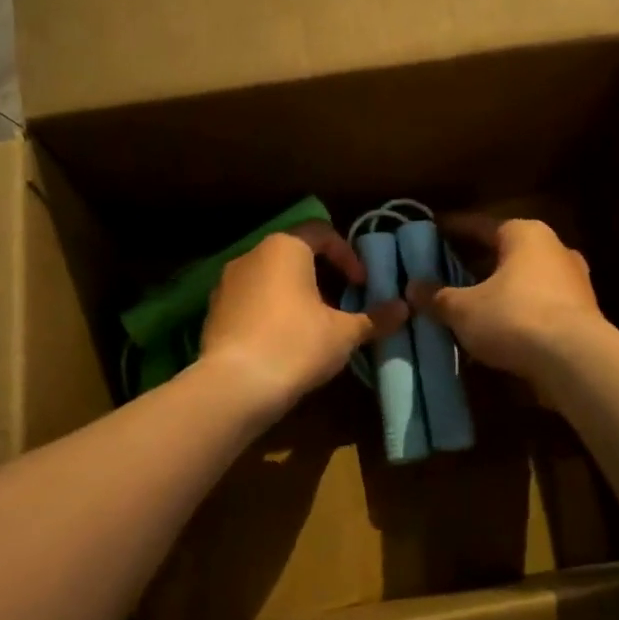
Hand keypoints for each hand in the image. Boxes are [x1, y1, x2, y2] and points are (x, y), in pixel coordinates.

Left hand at [200, 223, 406, 420]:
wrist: (234, 387)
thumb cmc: (296, 345)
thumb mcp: (344, 333)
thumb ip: (375, 318)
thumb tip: (405, 308)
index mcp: (285, 247)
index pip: (322, 232)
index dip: (347, 255)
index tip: (362, 285)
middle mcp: (251, 255)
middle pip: (295, 254)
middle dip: (322, 276)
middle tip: (342, 304)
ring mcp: (226, 283)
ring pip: (271, 278)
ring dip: (296, 295)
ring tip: (315, 326)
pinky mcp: (213, 312)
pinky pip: (251, 301)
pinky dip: (271, 312)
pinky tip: (284, 343)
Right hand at [407, 217, 605, 387]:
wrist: (575, 360)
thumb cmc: (514, 317)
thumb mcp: (464, 309)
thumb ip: (437, 296)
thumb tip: (412, 287)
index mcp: (525, 234)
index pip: (479, 225)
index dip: (452, 229)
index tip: (431, 232)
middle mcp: (553, 248)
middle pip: (504, 251)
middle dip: (475, 263)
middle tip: (445, 271)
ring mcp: (573, 281)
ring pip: (523, 280)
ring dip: (497, 290)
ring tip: (468, 304)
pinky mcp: (582, 313)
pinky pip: (538, 304)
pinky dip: (516, 312)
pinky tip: (496, 330)